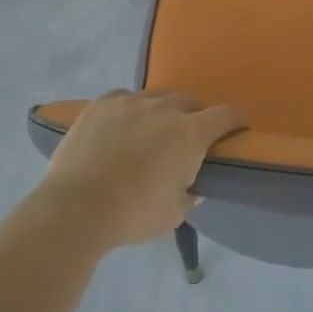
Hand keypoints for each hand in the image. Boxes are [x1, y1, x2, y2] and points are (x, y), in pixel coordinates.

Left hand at [39, 91, 245, 249]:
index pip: (226, 115)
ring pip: (156, 96)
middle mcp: (164, 109)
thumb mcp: (173, 214)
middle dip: (196, 116)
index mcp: (190, 134)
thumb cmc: (133, 215)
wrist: (76, 208)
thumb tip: (192, 186)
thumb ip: (189, 194)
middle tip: (189, 137)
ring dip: (163, 110)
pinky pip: (124, 97)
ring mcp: (129, 102)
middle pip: (190, 101)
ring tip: (153, 129)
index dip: (235, 122)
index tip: (235, 131)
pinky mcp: (100, 105)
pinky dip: (130, 108)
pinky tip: (123, 123)